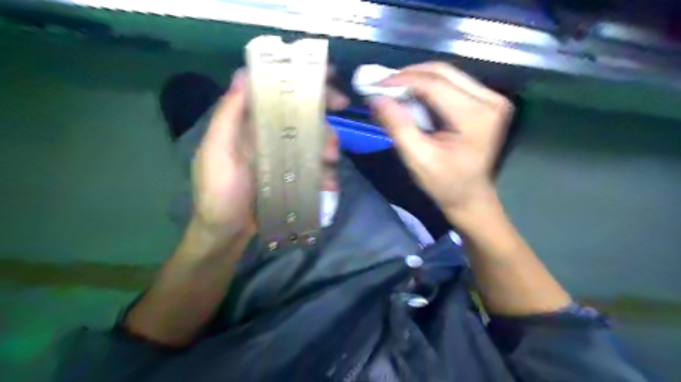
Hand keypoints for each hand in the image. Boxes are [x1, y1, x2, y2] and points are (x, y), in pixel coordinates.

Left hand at [193, 67, 348, 242]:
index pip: (280, 95)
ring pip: (314, 143)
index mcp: (251, 125)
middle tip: (332, 146)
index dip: (304, 84)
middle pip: (304, 120)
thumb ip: (229, 117)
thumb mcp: (217, 154)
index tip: (331, 82)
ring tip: (329, 170)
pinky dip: (325, 174)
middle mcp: (269, 136)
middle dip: (323, 127)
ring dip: (328, 152)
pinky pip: (315, 168)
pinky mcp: (293, 177)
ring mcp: (283, 158)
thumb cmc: (219, 194)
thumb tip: (244, 74)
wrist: (227, 234)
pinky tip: (329, 185)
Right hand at [371, 61, 513, 222]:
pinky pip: (452, 83)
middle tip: (382, 85)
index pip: (435, 85)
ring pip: (447, 75)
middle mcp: (490, 100)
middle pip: (443, 72)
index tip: (376, 85)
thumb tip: (376, 98)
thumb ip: (398, 127)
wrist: (471, 196)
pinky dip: (428, 87)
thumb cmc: (445, 184)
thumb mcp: (418, 159)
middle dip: (409, 76)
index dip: (403, 81)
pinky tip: (411, 95)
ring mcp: (491, 98)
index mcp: (477, 116)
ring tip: (393, 90)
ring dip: (417, 79)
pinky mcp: (486, 101)